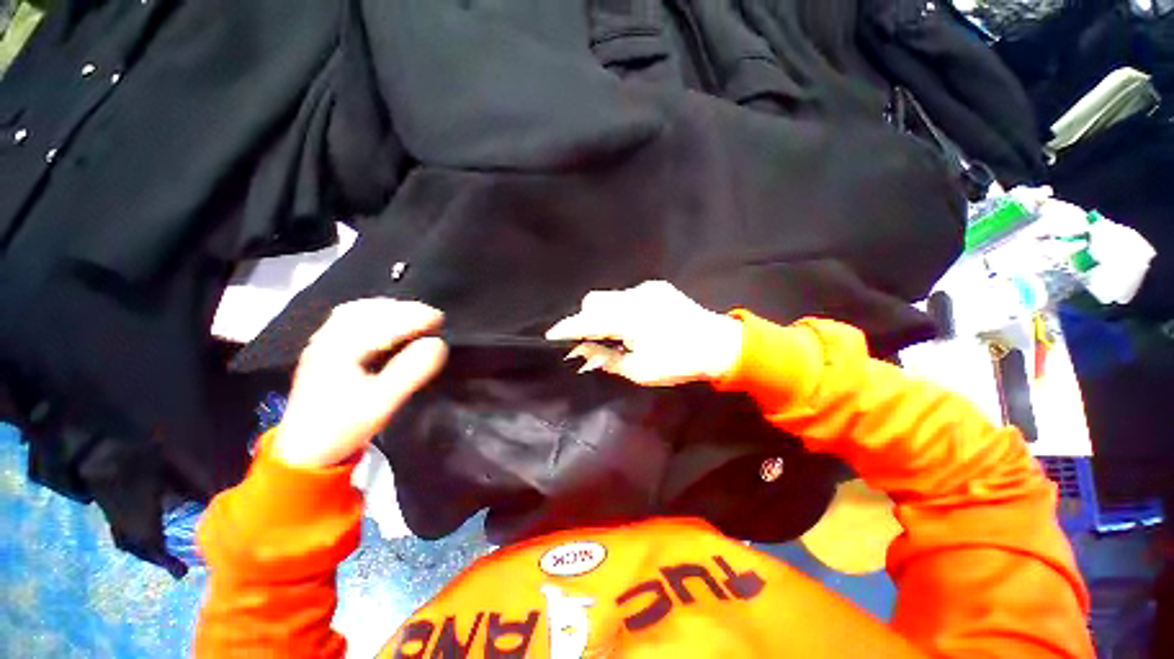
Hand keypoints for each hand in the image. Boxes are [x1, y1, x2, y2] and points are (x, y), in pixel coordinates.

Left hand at [274, 299, 447, 468]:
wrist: (305, 451)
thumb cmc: (343, 428)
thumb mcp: (382, 404)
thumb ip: (411, 372)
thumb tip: (438, 344)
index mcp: (339, 352)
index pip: (383, 324)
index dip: (414, 318)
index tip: (440, 320)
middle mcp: (328, 340)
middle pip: (369, 311)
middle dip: (404, 311)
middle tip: (433, 319)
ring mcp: (323, 343)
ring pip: (358, 312)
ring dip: (390, 310)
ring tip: (415, 317)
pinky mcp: (324, 349)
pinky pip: (351, 319)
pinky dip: (375, 314)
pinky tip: (388, 320)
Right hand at [546, 281, 743, 386]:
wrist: (720, 345)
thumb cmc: (679, 362)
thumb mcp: (639, 370)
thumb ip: (607, 359)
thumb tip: (585, 353)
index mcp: (629, 317)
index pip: (588, 321)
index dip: (567, 329)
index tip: (551, 336)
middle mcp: (634, 296)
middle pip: (595, 301)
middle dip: (587, 319)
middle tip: (592, 341)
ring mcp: (647, 289)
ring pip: (611, 297)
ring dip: (605, 314)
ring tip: (616, 334)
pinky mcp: (658, 288)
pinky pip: (628, 296)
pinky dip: (622, 309)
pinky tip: (635, 324)